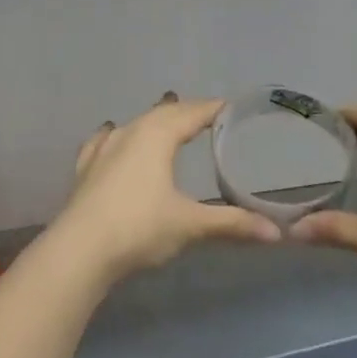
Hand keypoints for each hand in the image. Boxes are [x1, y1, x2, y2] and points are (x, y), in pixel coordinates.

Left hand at [49, 93, 281, 286]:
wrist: (79, 249)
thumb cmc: (139, 228)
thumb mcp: (190, 225)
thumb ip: (232, 224)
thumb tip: (276, 232)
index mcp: (158, 135)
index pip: (192, 112)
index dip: (213, 109)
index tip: (232, 108)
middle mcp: (130, 131)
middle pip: (164, 112)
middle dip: (186, 112)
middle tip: (207, 116)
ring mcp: (104, 147)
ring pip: (135, 123)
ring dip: (154, 120)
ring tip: (167, 118)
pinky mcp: (86, 167)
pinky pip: (105, 139)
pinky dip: (117, 134)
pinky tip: (111, 132)